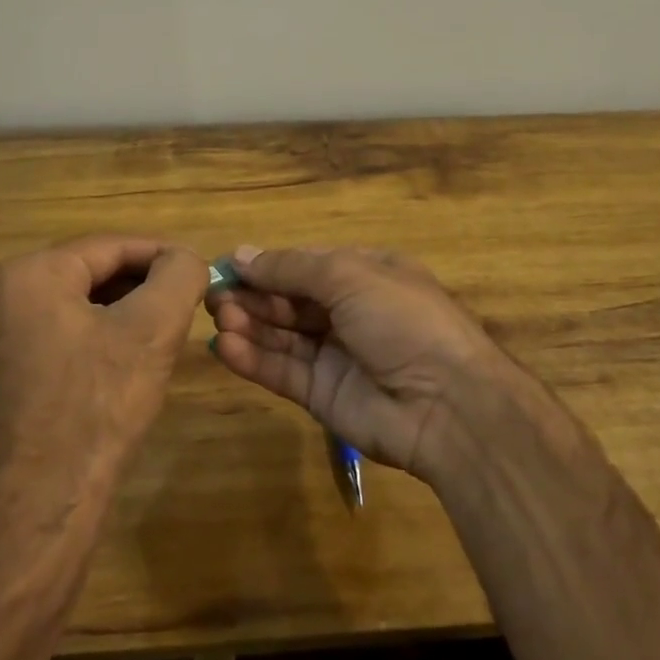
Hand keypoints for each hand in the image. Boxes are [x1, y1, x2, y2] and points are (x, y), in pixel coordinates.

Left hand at [0, 237, 208, 517]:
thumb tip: (186, 259)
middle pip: (91, 273)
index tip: (199, 271)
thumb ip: (179, 275)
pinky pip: (58, 336)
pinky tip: (126, 364)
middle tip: (185, 303)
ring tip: (163, 331)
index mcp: (30, 274)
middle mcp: (0, 297)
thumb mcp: (154, 329)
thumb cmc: (98, 406)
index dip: (162, 254)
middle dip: (142, 284)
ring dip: (122, 311)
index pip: (112, 246)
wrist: (40, 509)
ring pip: (76, 305)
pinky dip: (96, 338)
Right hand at [206, 245, 503, 481]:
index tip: (225, 266)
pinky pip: (283, 371)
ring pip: (282, 335)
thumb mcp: (349, 276)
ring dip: (248, 324)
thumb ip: (291, 268)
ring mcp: (336, 354)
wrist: (448, 404)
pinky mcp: (323, 395)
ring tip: (216, 317)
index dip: (266, 264)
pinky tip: (224, 347)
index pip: (304, 264)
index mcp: (364, 273)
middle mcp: (349, 310)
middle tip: (212, 295)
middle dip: (252, 295)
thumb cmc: (402, 320)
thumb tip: (241, 254)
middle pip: (289, 299)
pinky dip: (253, 358)